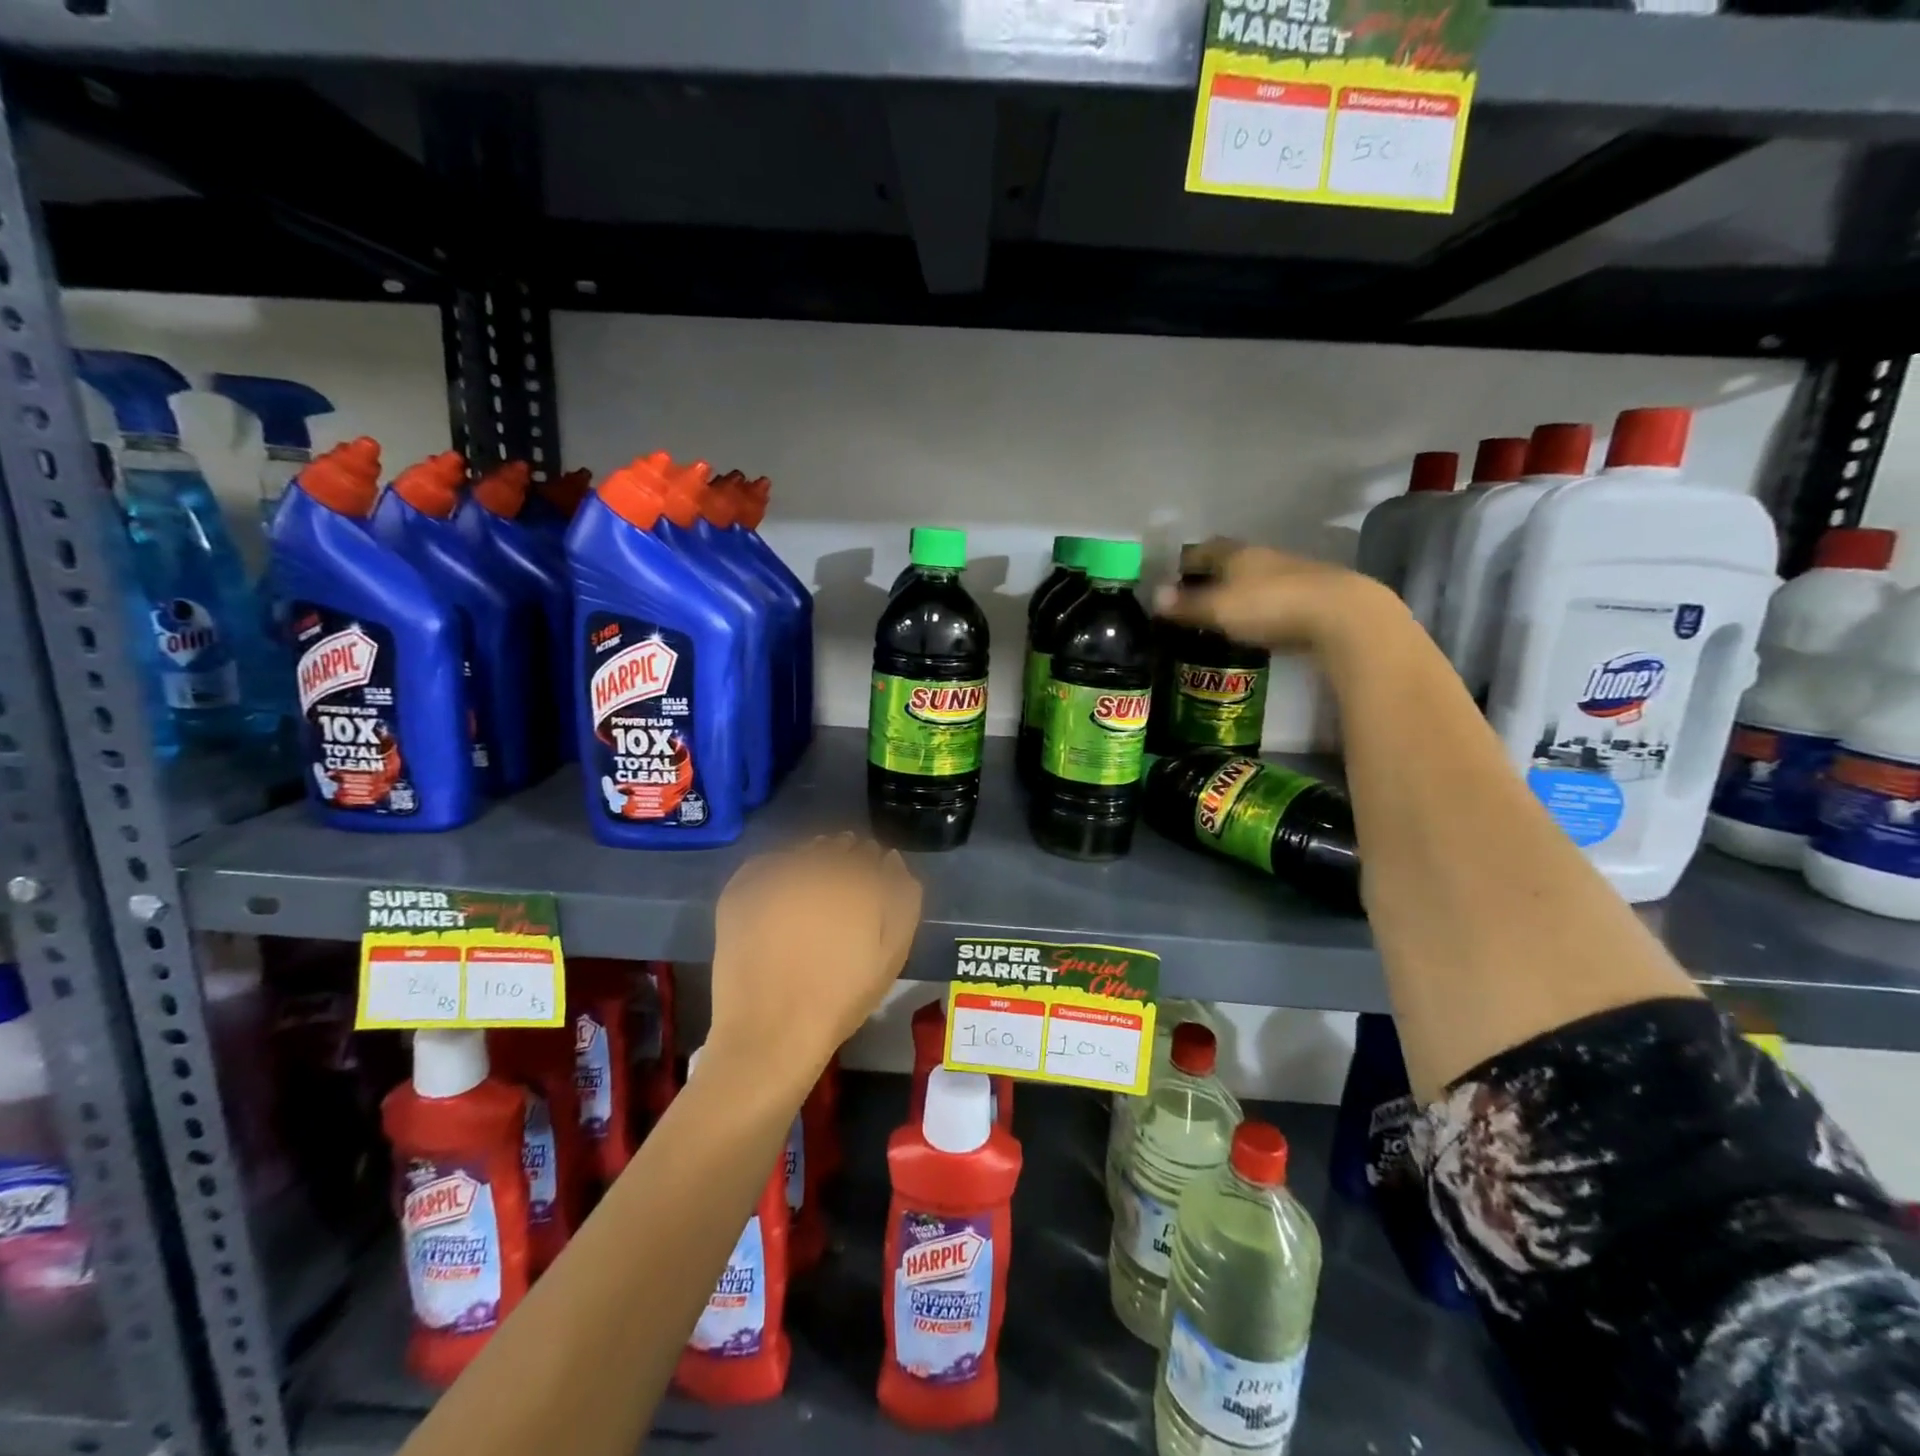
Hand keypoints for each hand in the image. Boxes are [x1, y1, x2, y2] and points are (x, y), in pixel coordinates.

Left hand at [705, 835, 922, 1088]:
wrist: (771, 1033)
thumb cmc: (841, 998)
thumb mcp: (892, 954)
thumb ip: (903, 899)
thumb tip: (892, 860)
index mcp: (855, 881)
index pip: (869, 854)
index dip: (871, 867)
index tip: (868, 885)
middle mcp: (814, 867)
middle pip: (835, 847)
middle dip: (843, 860)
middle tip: (839, 891)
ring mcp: (772, 877)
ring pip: (800, 852)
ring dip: (810, 861)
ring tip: (810, 891)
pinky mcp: (739, 891)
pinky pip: (764, 865)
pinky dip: (775, 869)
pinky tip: (780, 894)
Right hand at [1155, 539, 1411, 663]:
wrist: (1342, 615)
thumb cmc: (1270, 606)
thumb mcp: (1219, 609)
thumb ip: (1187, 605)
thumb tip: (1154, 596)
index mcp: (1236, 553)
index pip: (1202, 550)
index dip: (1184, 563)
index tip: (1170, 580)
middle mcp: (1263, 556)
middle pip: (1229, 562)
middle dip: (1210, 577)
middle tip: (1192, 599)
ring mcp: (1292, 573)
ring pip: (1254, 578)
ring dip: (1238, 592)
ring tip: (1221, 614)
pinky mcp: (1313, 595)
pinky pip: (1275, 597)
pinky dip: (1261, 607)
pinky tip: (1257, 623)